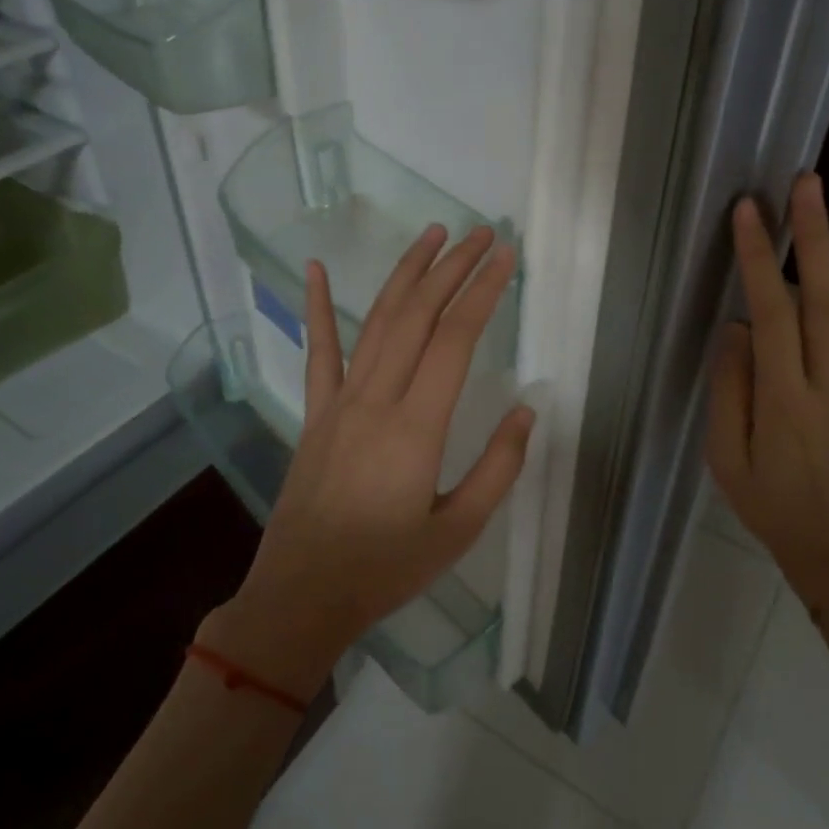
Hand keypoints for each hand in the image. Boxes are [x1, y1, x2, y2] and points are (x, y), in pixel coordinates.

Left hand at [203, 224, 535, 699]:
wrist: (302, 596)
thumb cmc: (386, 568)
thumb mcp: (459, 530)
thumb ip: (498, 468)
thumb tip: (526, 411)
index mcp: (416, 427)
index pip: (456, 339)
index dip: (483, 292)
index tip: (506, 258)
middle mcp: (377, 399)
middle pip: (419, 315)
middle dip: (453, 267)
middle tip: (482, 233)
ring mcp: (340, 402)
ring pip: (377, 321)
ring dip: (406, 273)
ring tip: (432, 234)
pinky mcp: (316, 413)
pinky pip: (319, 351)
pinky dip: (320, 307)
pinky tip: (318, 269)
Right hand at [706, 174, 828, 607]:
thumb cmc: (768, 503)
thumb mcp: (725, 458)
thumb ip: (730, 389)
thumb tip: (738, 326)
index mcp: (786, 403)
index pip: (773, 316)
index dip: (760, 260)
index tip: (749, 212)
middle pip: (827, 300)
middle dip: (816, 236)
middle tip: (806, 182)